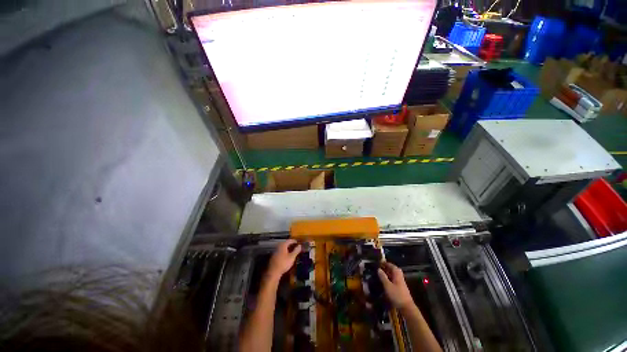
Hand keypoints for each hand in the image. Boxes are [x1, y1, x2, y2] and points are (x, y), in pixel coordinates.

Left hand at [267, 239, 300, 279]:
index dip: (294, 241)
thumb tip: (300, 245)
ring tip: (293, 251)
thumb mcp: (292, 257)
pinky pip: (281, 251)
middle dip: (291, 244)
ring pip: (283, 248)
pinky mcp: (274, 256)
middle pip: (285, 243)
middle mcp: (278, 247)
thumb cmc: (284, 263)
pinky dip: (285, 252)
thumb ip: (296, 251)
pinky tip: (287, 256)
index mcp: (282, 245)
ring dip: (288, 248)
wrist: (274, 271)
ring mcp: (275, 251)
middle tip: (296, 247)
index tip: (298, 242)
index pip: (289, 240)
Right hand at [377, 262, 414, 310]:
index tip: (379, 262)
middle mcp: (399, 276)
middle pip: (393, 270)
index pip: (392, 266)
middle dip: (386, 268)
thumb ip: (383, 277)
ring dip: (387, 274)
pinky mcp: (399, 287)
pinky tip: (383, 282)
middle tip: (377, 268)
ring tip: (379, 274)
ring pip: (393, 275)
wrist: (405, 305)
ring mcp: (400, 282)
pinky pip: (393, 280)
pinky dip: (388, 279)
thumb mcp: (388, 286)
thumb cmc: (396, 295)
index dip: (386, 263)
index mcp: (397, 274)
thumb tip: (378, 269)